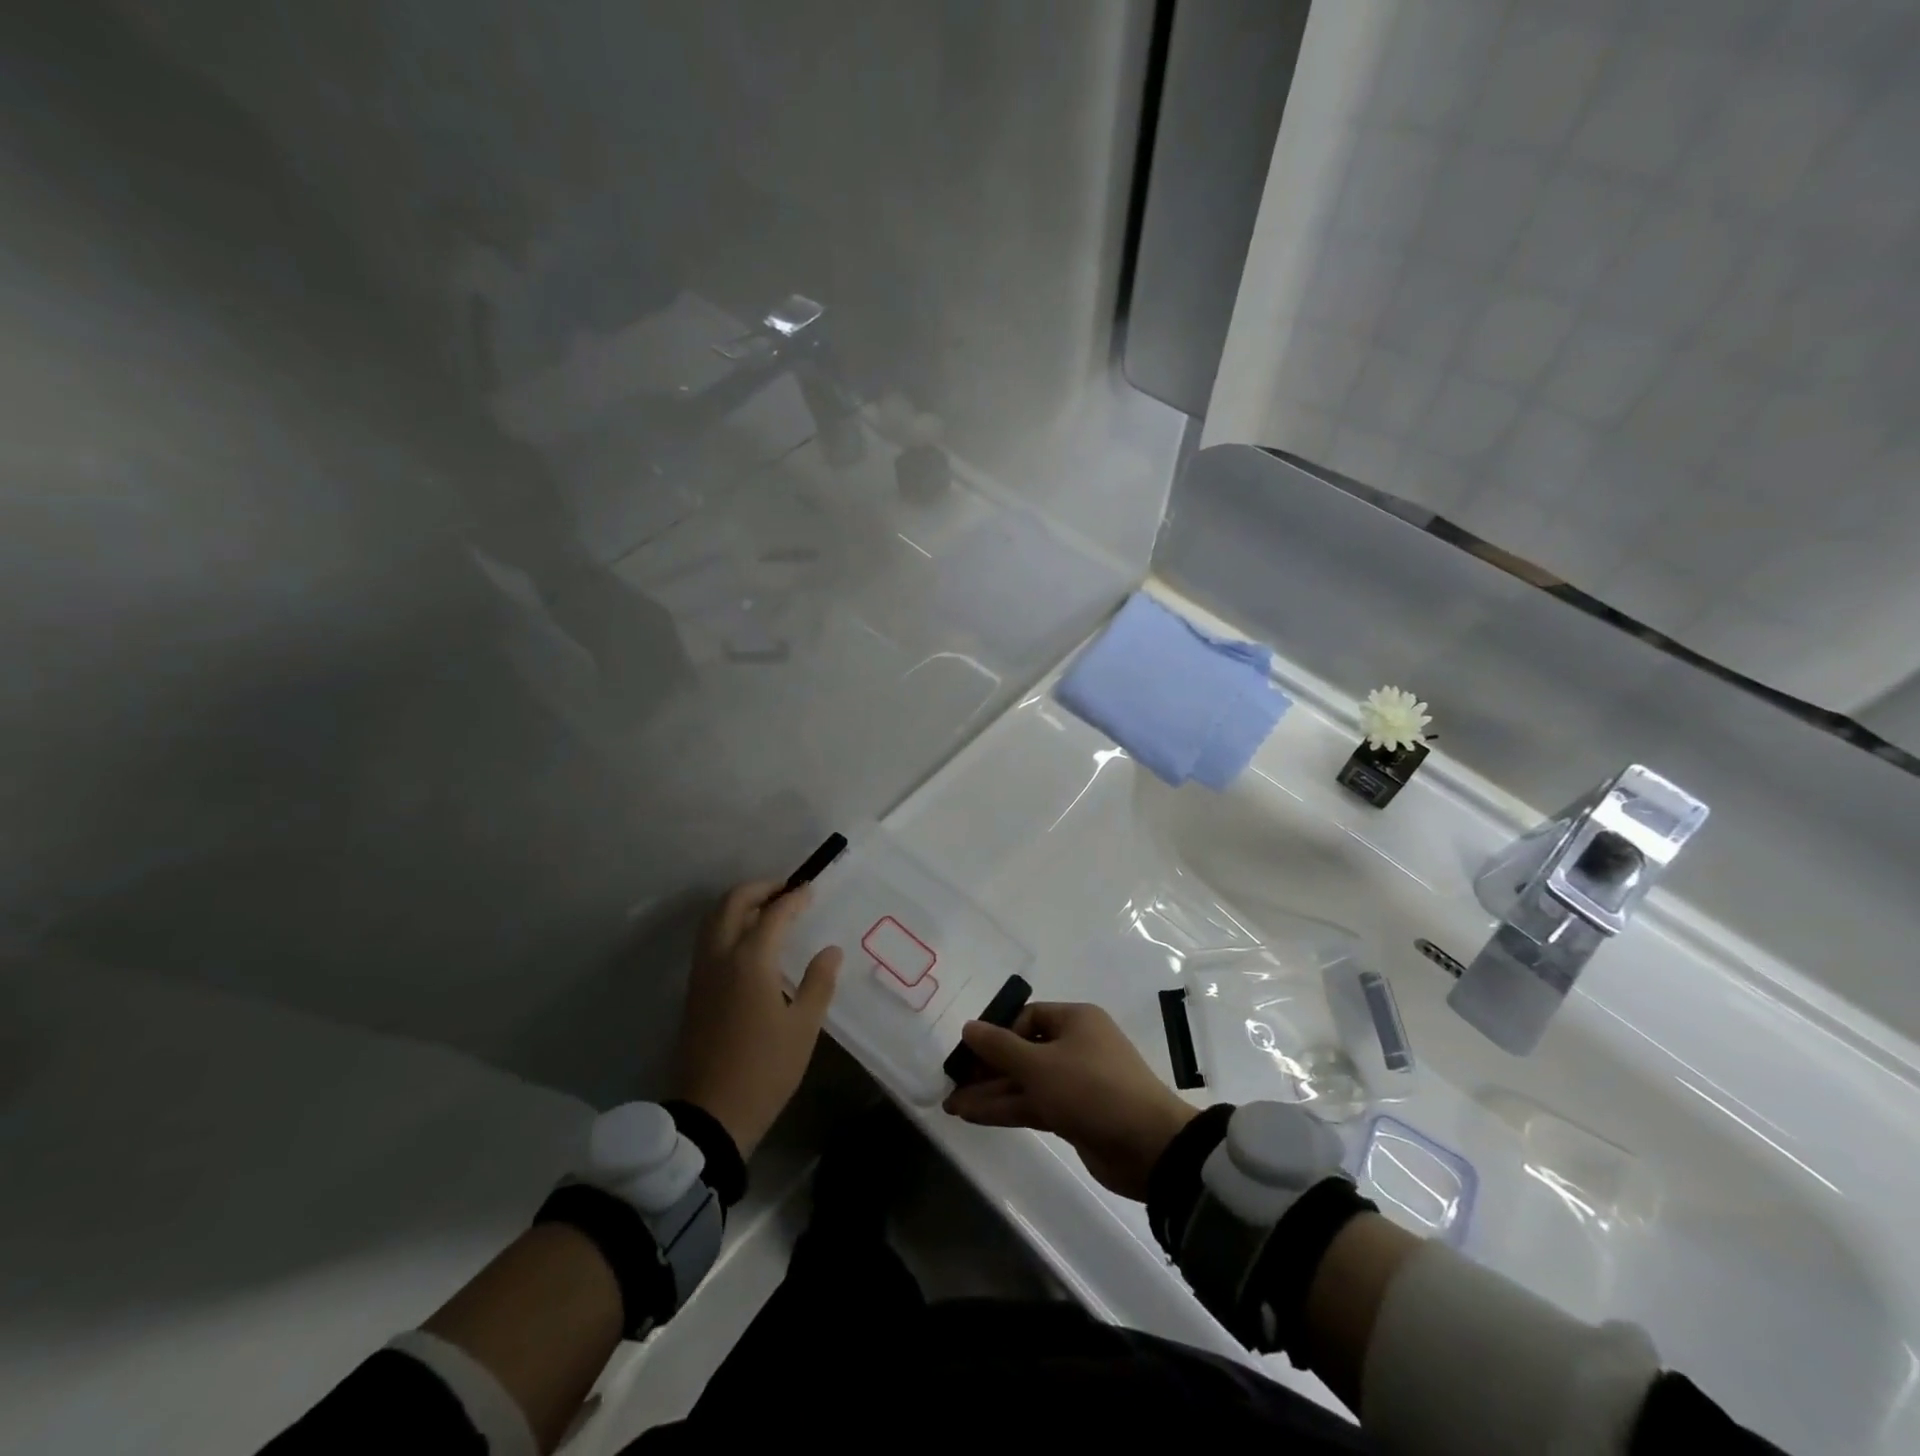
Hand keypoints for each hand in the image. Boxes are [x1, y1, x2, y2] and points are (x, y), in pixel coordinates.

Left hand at [677, 880, 841, 1158]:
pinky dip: (728, 925)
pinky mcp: (694, 992)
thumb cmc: (765, 1070)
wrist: (710, 1115)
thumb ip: (818, 983)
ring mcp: (701, 974)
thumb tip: (830, 950)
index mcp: (749, 962)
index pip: (774, 914)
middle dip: (760, 889)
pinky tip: (751, 942)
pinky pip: (708, 941)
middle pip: (732, 903)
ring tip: (769, 910)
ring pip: (713, 919)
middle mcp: (720, 958)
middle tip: (787, 891)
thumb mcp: (803, 1028)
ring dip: (740, 904)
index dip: (794, 898)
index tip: (811, 889)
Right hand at [942, 1001, 1197, 1200]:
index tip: (970, 1054)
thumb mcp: (1039, 1064)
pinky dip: (1007, 1109)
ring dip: (991, 1093)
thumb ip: (999, 1047)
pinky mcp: (1075, 1115)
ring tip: (952, 1106)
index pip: (1027, 1018)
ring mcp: (1076, 1083)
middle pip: (1023, 1051)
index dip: (997, 1034)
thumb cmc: (1092, 1089)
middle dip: (988, 1069)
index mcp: (1075, 1020)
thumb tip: (968, 1027)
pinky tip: (974, 1116)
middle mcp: (1076, 1046)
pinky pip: (1034, 1105)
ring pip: (1026, 1082)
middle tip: (953, 1083)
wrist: (1148, 1146)